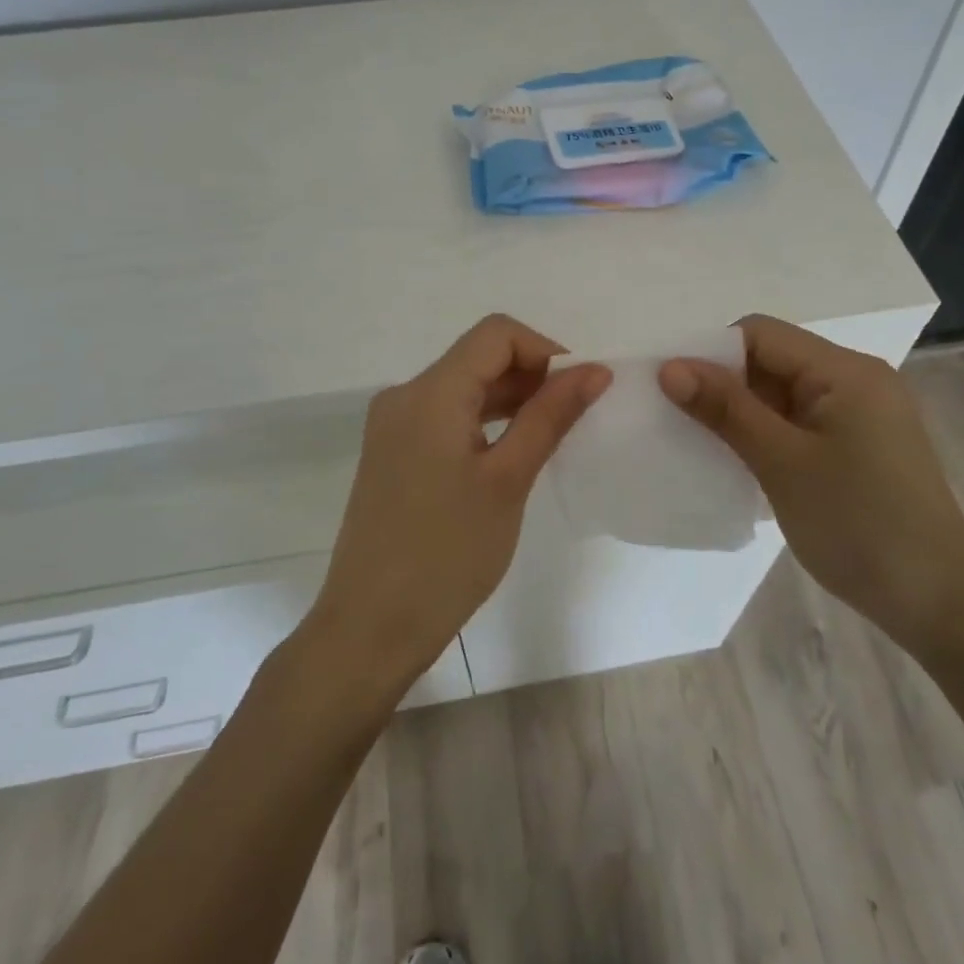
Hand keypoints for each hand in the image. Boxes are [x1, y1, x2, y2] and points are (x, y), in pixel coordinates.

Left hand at [306, 314, 610, 695]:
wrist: (369, 629)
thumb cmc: (447, 554)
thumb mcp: (509, 480)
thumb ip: (550, 416)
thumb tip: (594, 370)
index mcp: (429, 392)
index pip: (496, 334)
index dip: (544, 350)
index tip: (577, 391)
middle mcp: (404, 395)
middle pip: (477, 356)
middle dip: (530, 375)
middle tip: (572, 417)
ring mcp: (393, 425)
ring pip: (462, 386)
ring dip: (509, 398)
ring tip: (549, 434)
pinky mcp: (392, 453)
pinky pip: (445, 415)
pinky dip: (483, 420)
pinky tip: (511, 451)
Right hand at [659, 315, 963, 652]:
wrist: (941, 606)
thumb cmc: (859, 526)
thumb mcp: (782, 463)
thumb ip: (725, 409)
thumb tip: (669, 367)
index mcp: (844, 370)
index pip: (760, 333)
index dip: (711, 354)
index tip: (673, 391)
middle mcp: (856, 380)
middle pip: (771, 359)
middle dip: (724, 384)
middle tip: (680, 420)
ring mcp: (862, 414)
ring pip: (783, 393)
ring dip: (743, 413)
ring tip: (704, 443)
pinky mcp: (861, 445)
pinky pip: (800, 421)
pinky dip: (768, 434)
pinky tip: (744, 462)